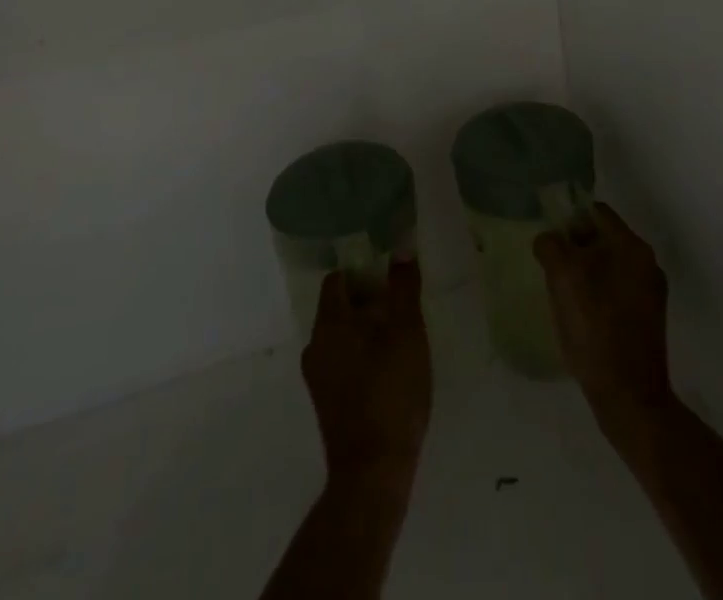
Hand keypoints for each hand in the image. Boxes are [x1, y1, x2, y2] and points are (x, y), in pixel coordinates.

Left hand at [301, 256, 432, 489]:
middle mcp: (315, 345)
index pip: (337, 280)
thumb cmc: (391, 393)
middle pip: (338, 307)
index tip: (387, 275)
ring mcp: (317, 377)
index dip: (361, 271)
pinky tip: (387, 368)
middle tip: (399, 304)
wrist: (373, 472)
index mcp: (329, 323)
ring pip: (340, 336)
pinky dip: (359, 355)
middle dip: (366, 300)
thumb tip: (401, 250)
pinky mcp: (325, 402)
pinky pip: (340, 361)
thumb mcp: (407, 333)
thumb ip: (404, 289)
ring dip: (364, 330)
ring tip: (397, 336)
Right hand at [535, 203, 675, 440]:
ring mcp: (650, 293)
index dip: (569, 217)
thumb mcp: (563, 277)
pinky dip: (597, 293)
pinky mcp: (647, 319)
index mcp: (631, 246)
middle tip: (550, 266)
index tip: (548, 237)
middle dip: (575, 246)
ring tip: (561, 293)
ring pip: (608, 265)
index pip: (596, 211)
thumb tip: (548, 239)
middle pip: (603, 238)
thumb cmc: (595, 328)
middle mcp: (647, 263)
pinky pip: (616, 290)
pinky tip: (579, 315)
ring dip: (585, 271)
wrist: (630, 398)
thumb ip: (551, 245)